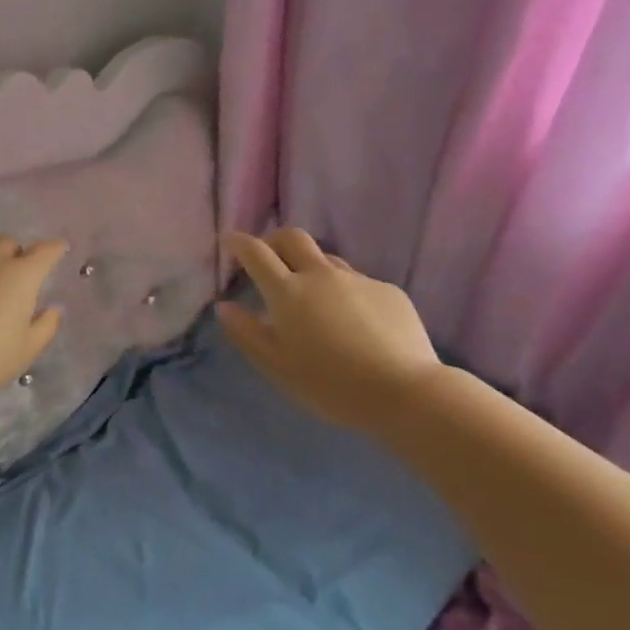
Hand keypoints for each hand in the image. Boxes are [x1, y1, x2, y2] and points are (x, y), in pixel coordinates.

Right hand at [217, 228, 441, 429]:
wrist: (405, 392)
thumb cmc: (330, 385)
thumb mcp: (276, 366)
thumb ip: (246, 333)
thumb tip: (225, 307)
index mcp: (288, 292)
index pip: (256, 253)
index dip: (239, 242)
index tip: (230, 240)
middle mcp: (321, 275)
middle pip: (292, 237)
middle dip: (274, 240)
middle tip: (268, 259)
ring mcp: (358, 280)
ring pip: (326, 259)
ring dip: (310, 267)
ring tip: (312, 298)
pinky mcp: (388, 291)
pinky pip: (357, 282)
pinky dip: (344, 292)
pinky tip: (353, 324)